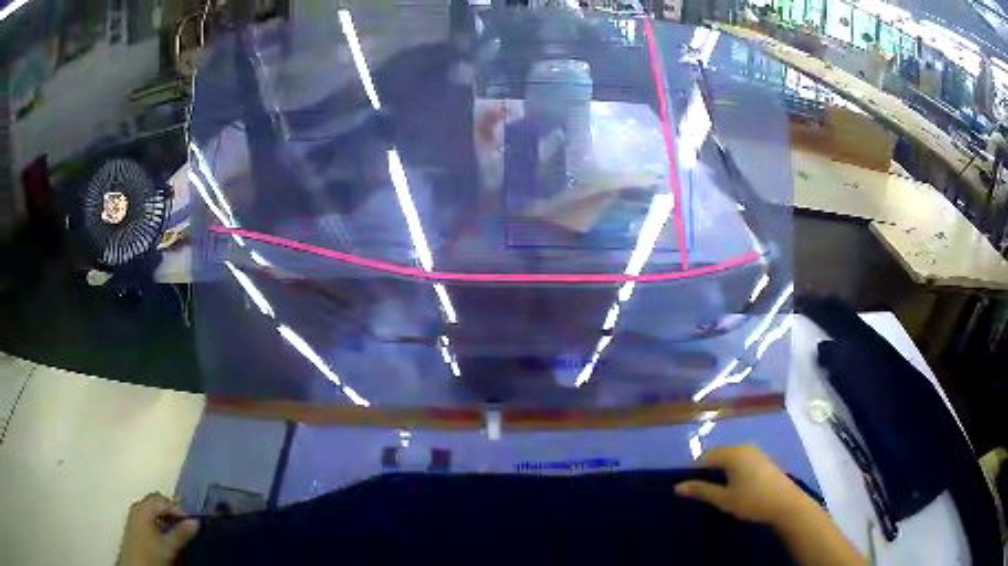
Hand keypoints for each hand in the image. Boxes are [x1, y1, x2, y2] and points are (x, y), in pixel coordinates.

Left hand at [117, 493, 198, 565]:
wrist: (135, 565)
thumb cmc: (151, 552)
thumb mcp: (169, 546)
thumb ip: (181, 533)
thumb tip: (196, 521)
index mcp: (143, 507)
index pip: (161, 499)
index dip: (177, 508)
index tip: (191, 521)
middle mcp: (137, 507)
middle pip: (155, 503)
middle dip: (171, 512)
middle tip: (185, 525)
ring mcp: (134, 517)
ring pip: (152, 512)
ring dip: (165, 518)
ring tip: (177, 531)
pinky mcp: (134, 527)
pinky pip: (148, 518)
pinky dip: (159, 523)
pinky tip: (165, 535)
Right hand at [675, 445, 813, 526]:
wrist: (785, 504)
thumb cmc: (752, 501)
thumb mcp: (723, 499)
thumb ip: (701, 491)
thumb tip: (677, 487)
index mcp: (732, 454)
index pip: (705, 457)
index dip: (694, 471)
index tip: (689, 488)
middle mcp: (743, 447)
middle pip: (718, 455)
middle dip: (708, 471)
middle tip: (702, 492)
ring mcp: (756, 452)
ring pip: (730, 459)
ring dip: (721, 472)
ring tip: (717, 492)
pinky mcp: (763, 460)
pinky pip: (741, 461)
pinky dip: (733, 472)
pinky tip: (735, 488)